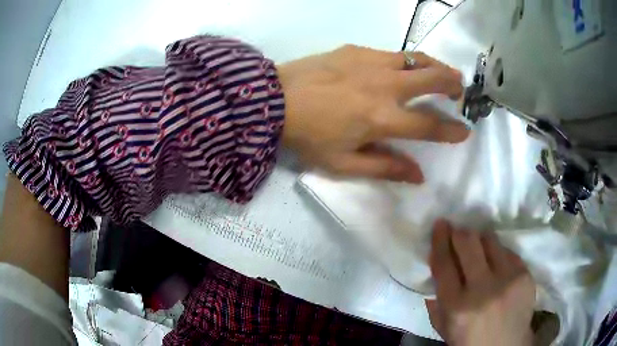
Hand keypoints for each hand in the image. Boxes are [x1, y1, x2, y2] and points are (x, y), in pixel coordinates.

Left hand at [277, 45, 468, 182]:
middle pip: (431, 79)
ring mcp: (371, 62)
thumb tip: (419, 176)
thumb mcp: (344, 163)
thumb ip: (385, 167)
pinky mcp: (356, 50)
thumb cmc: (307, 136)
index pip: (429, 125)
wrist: (273, 101)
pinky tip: (403, 68)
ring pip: (416, 58)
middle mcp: (384, 85)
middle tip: (459, 90)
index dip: (451, 130)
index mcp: (382, 118)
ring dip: (435, 66)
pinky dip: (407, 61)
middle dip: (452, 84)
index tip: (465, 131)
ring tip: (443, 72)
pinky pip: (391, 53)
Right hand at [427, 220, 535, 345]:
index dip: (440, 240)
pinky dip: (498, 253)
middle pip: (468, 244)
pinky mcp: (524, 275)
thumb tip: (437, 268)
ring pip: (490, 241)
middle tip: (457, 231)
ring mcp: (507, 280)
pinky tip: (497, 264)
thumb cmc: (470, 341)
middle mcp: (483, 289)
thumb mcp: (445, 328)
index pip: (445, 263)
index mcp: (457, 307)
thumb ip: (436, 301)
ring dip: (480, 240)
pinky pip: (508, 251)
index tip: (440, 224)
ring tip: (479, 247)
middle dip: (460, 232)